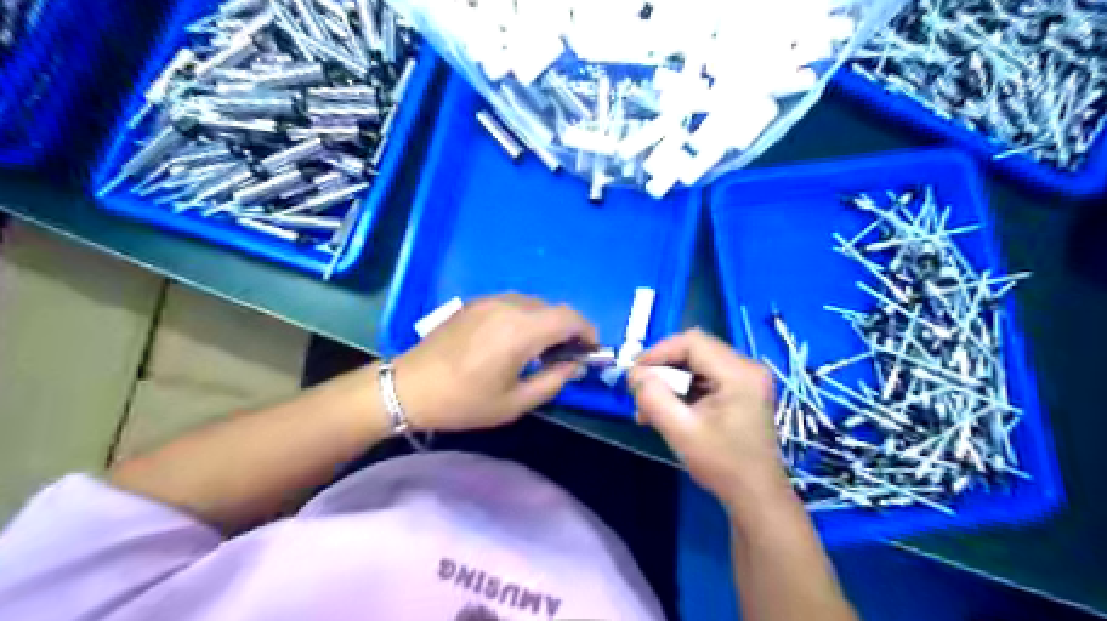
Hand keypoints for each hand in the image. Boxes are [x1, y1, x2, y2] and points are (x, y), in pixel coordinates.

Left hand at [390, 294, 597, 430]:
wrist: (409, 387)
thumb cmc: (463, 401)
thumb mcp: (514, 402)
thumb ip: (553, 381)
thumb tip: (575, 366)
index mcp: (521, 330)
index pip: (570, 318)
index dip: (588, 332)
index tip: (590, 352)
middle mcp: (509, 306)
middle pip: (554, 308)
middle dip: (569, 329)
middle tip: (568, 356)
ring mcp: (490, 300)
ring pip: (535, 304)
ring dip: (548, 322)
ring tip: (543, 350)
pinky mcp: (476, 302)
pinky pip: (514, 303)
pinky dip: (528, 317)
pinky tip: (516, 340)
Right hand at [631, 328, 786, 506]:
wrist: (756, 497)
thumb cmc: (722, 465)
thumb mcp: (680, 431)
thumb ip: (653, 398)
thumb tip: (633, 374)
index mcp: (739, 373)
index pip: (692, 342)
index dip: (659, 351)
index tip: (635, 372)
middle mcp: (748, 367)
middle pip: (695, 350)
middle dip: (663, 367)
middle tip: (640, 389)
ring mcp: (747, 378)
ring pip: (698, 363)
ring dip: (671, 380)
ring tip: (649, 406)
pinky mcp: (743, 390)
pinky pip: (706, 376)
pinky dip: (684, 388)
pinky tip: (668, 409)